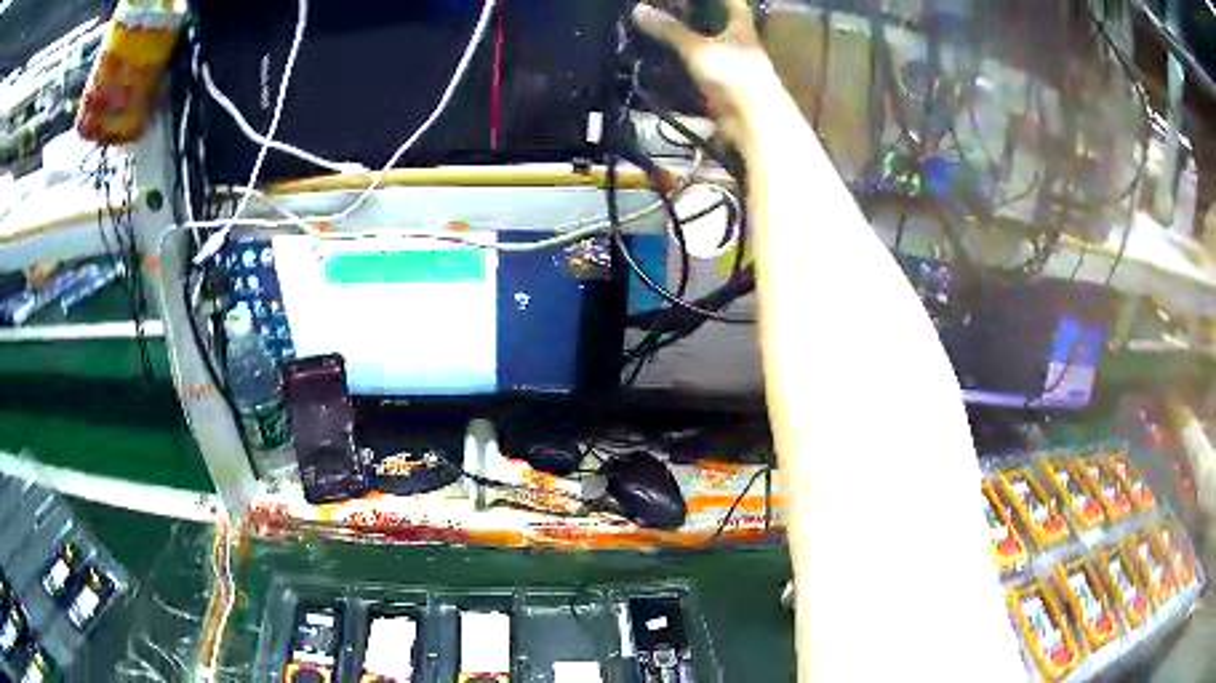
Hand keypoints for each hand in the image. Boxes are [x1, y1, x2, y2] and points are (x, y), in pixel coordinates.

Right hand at [631, 0, 783, 142]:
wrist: (754, 122)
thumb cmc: (734, 76)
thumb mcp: (699, 49)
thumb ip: (670, 29)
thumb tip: (638, 9)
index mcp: (741, 29)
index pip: (733, 3)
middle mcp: (739, 44)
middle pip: (719, 23)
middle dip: (699, 15)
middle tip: (669, 8)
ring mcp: (732, 67)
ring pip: (708, 46)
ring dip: (689, 40)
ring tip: (661, 29)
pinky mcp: (723, 88)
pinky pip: (701, 70)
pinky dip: (685, 64)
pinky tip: (666, 62)